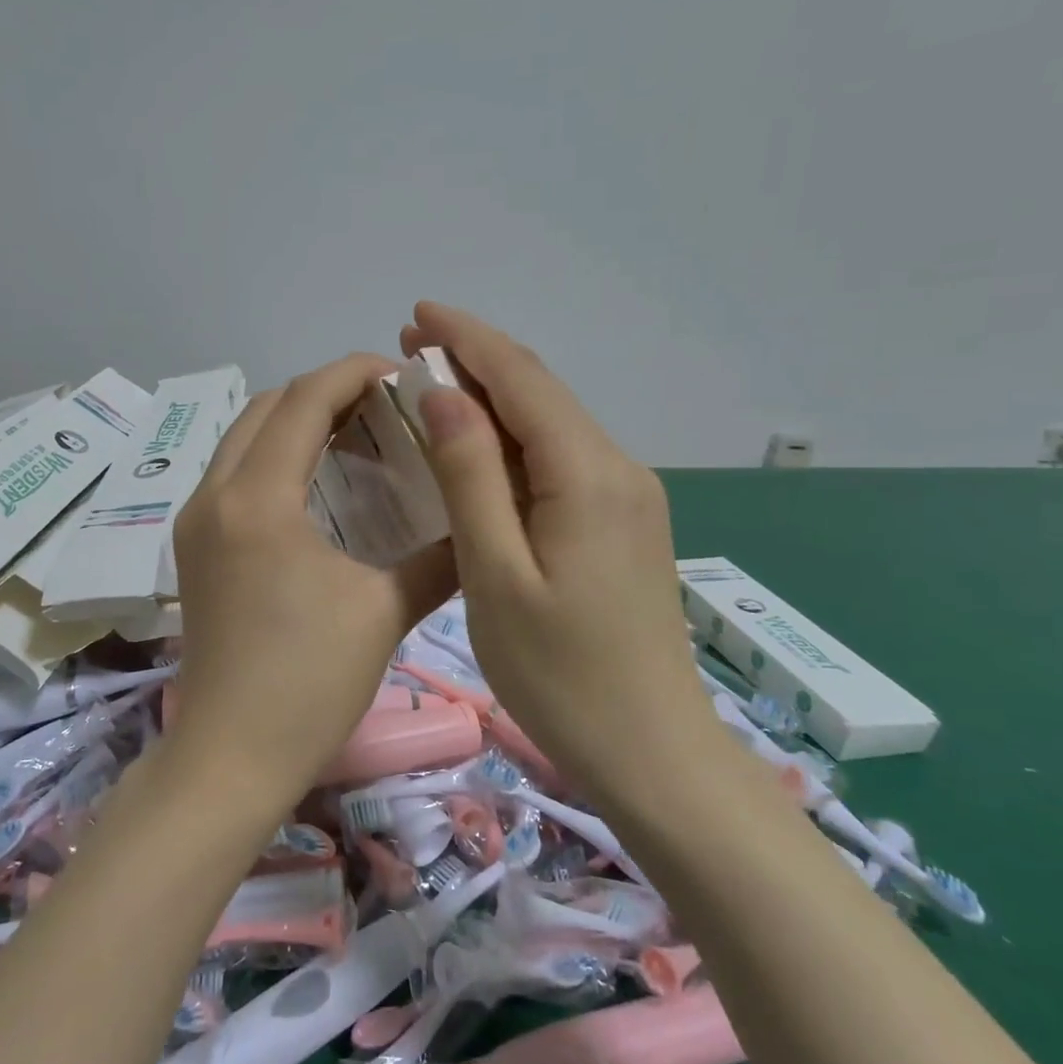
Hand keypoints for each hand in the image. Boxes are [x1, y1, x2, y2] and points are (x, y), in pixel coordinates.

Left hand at [168, 354, 456, 805]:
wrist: (231, 756)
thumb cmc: (308, 683)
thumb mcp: (383, 610)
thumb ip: (437, 555)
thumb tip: (477, 522)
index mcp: (258, 499)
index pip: (304, 400)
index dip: (354, 372)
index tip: (401, 373)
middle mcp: (213, 495)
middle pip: (266, 407)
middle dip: (324, 391)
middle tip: (383, 406)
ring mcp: (195, 521)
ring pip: (243, 437)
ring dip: (295, 421)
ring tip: (355, 435)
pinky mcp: (194, 547)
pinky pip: (234, 473)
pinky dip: (274, 456)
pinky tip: (317, 484)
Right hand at [399, 303, 717, 795]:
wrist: (651, 750)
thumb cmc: (560, 674)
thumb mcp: (496, 574)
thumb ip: (470, 477)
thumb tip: (443, 395)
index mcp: (587, 474)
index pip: (521, 378)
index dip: (467, 339)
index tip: (417, 313)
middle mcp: (617, 468)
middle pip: (541, 391)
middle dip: (477, 358)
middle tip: (411, 345)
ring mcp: (627, 496)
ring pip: (552, 423)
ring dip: (493, 396)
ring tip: (433, 384)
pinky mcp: (623, 522)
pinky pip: (562, 457)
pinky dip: (514, 437)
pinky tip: (479, 446)